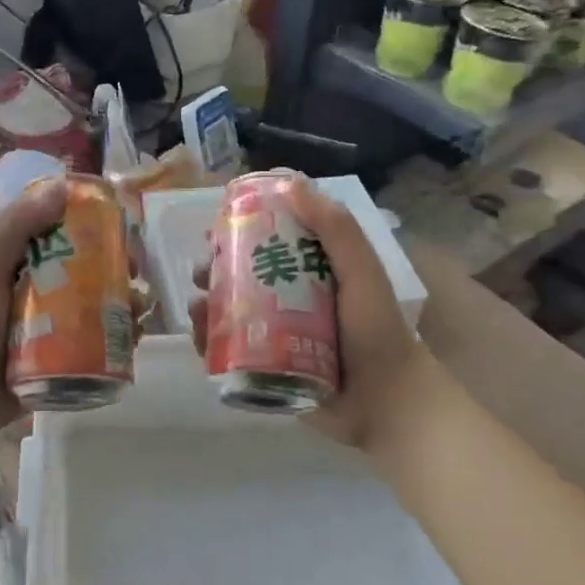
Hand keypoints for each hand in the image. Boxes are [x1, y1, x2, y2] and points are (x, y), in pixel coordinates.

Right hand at [189, 177, 437, 451]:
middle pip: (239, 278)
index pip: (265, 244)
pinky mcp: (264, 370)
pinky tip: (200, 340)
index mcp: (309, 273)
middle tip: (201, 273)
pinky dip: (209, 344)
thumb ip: (335, 228)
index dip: (237, 234)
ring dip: (205, 306)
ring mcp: (274, 337)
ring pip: (228, 314)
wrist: (386, 403)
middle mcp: (287, 301)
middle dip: (213, 271)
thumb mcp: (360, 271)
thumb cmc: (376, 330)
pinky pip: (228, 353)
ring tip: (197, 308)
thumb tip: (291, 182)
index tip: (215, 230)